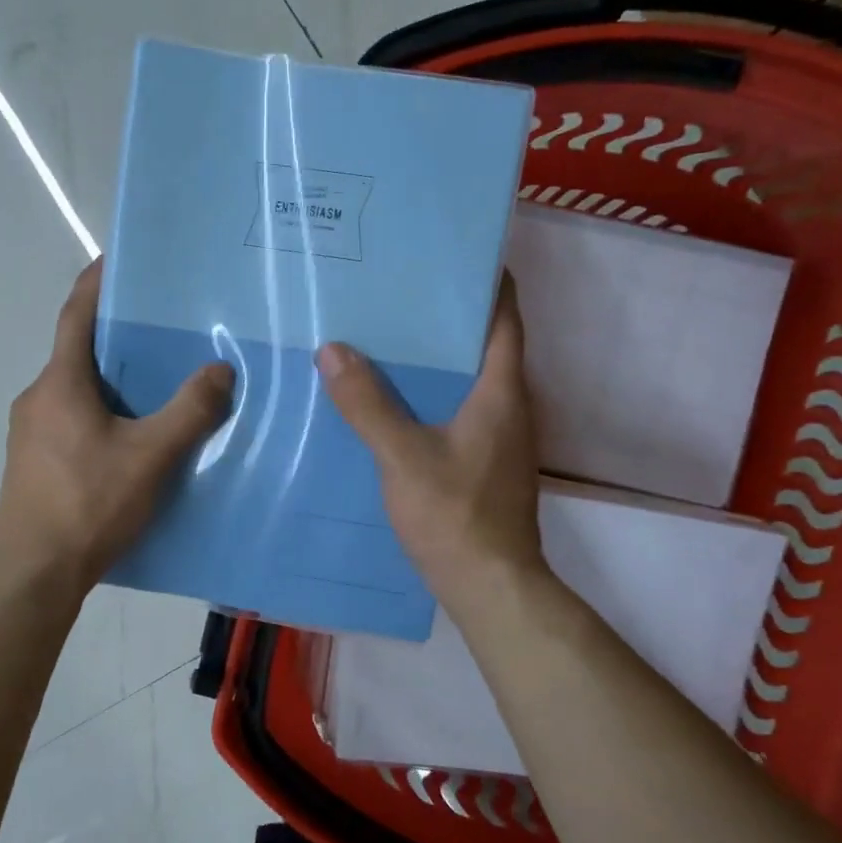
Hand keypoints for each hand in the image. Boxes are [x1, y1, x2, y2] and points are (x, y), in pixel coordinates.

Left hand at [0, 259, 234, 590]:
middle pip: (77, 351)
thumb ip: (189, 411)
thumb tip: (221, 368)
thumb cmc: (89, 504)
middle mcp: (38, 397)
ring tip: (156, 382)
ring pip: (75, 389)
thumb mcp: (150, 456)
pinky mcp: (33, 462)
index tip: (117, 259)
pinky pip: (71, 419)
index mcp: (60, 383)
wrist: (34, 572)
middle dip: (116, 336)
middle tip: (162, 328)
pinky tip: (131, 436)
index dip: (96, 282)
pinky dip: (100, 412)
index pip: (76, 314)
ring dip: (110, 379)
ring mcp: (30, 433)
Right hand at [317, 278, 552, 624]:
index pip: (505, 317)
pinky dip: (429, 394)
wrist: (490, 586)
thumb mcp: (403, 456)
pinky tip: (389, 399)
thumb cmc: (455, 514)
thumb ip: (368, 404)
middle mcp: (509, 405)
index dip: (485, 281)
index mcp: (501, 391)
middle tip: (395, 293)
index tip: (448, 256)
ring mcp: (499, 436)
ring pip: (467, 379)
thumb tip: (333, 350)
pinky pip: (456, 409)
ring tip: (383, 337)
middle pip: (482, 344)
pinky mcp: (483, 460)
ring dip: (434, 358)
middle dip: (444, 317)